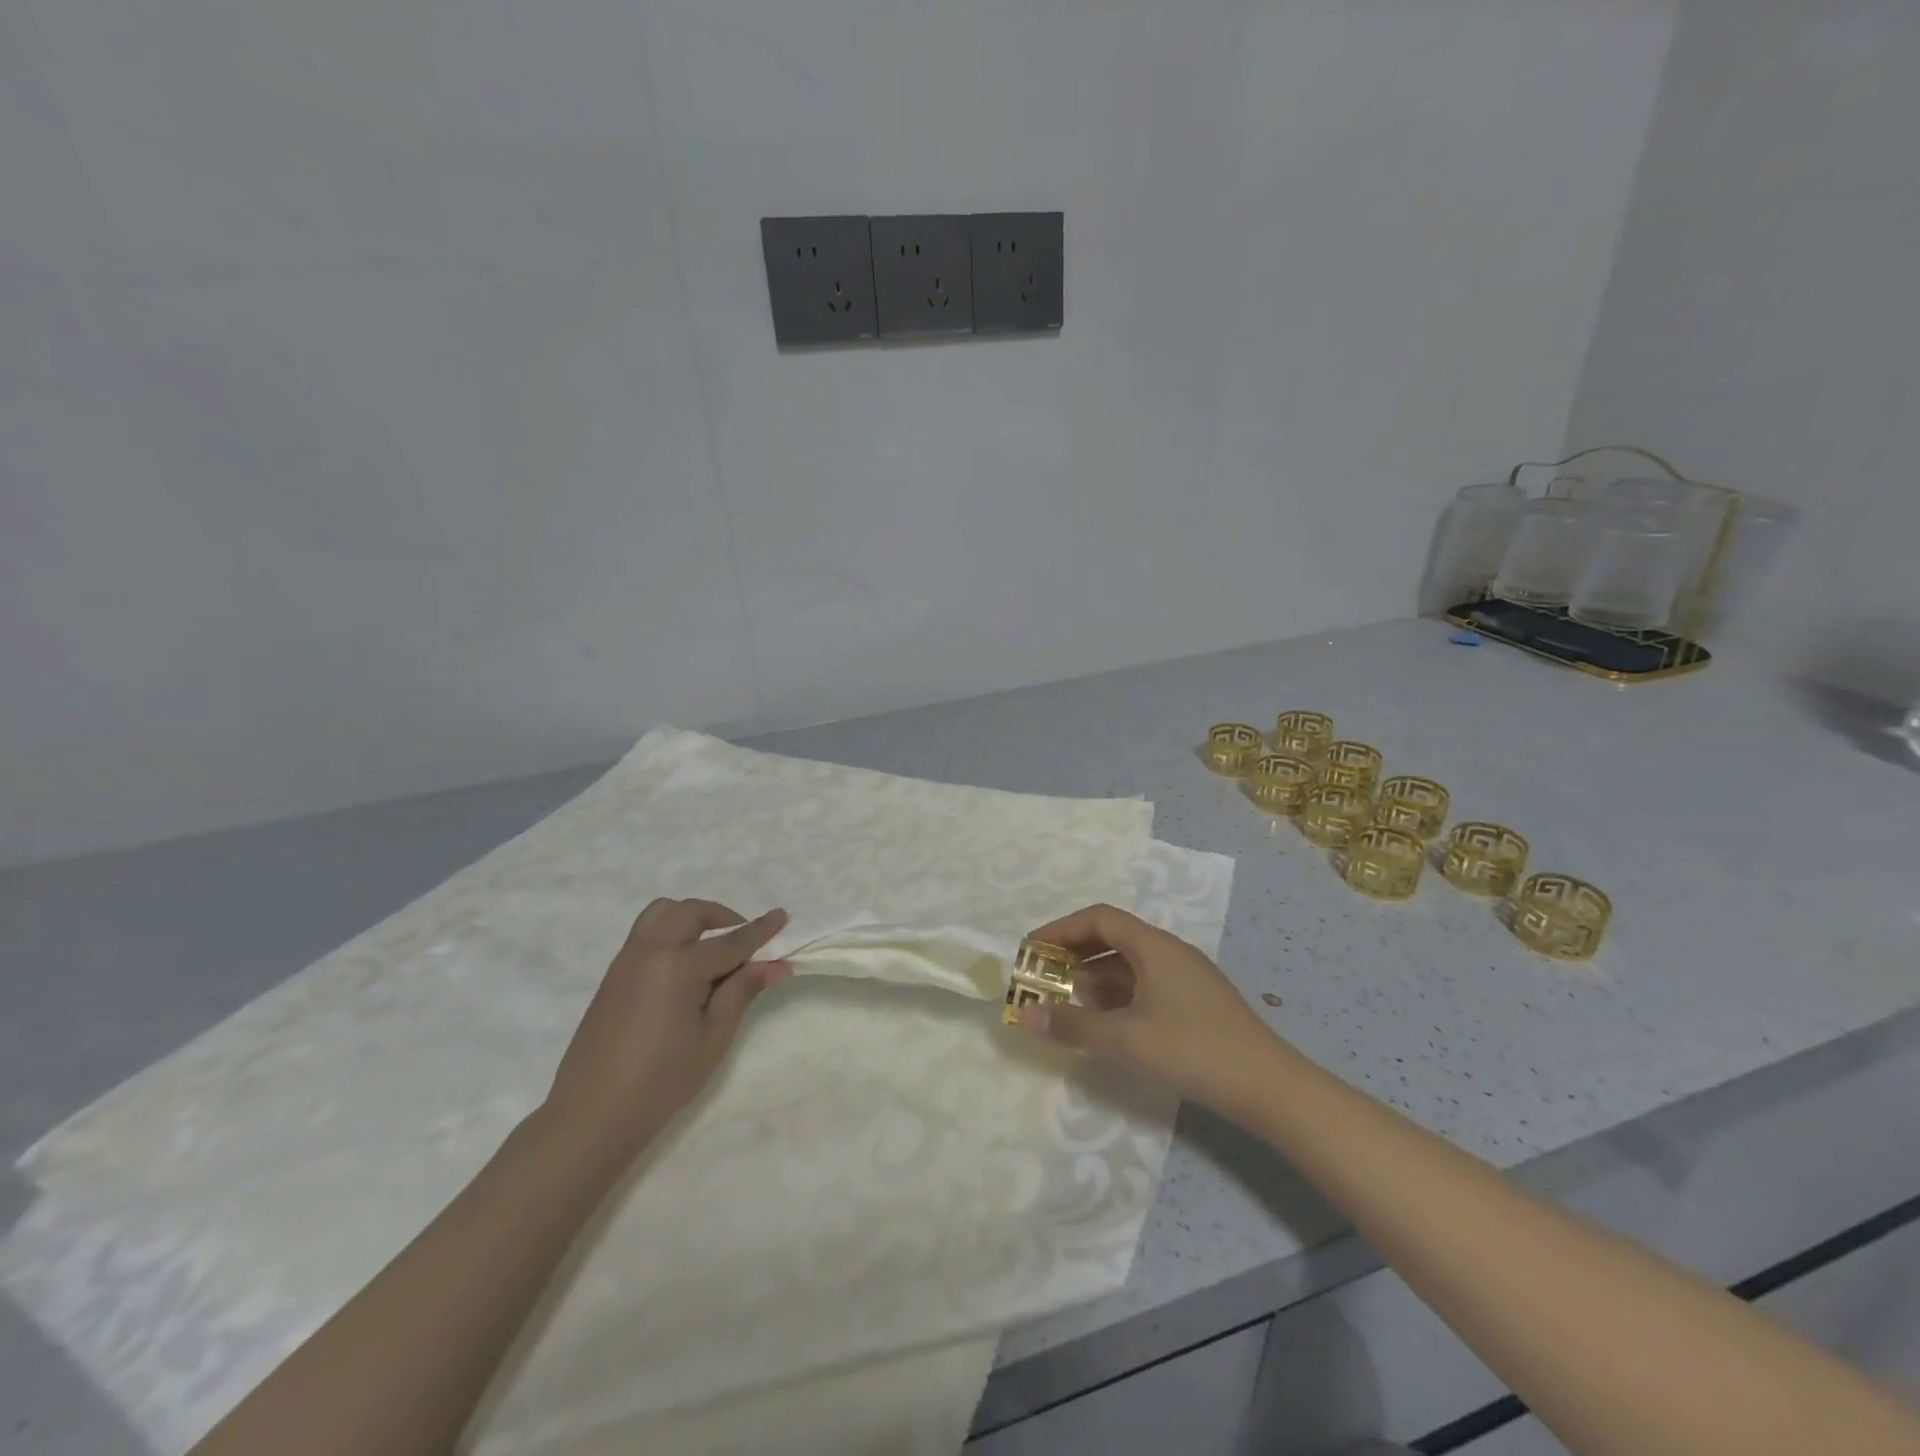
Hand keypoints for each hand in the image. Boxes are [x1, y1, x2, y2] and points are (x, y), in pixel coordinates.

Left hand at [544, 899, 790, 1164]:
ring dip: (692, 918)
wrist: (592, 1115)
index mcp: (677, 966)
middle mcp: (650, 951)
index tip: (783, 916)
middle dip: (724, 918)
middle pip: (692, 913)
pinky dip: (671, 931)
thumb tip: (776, 965)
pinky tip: (684, 967)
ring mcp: (626, 959)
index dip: (760, 930)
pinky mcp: (613, 974)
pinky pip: (646, 932)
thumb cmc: (662, 1081)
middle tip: (745, 942)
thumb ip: (742, 991)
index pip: (730, 941)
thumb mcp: (713, 1038)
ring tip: (711, 947)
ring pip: (663, 912)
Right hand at [1013, 903, 1281, 1116]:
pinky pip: (1145, 983)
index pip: (1099, 918)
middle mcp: (1169, 951)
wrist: (1270, 1087)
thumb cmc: (1195, 1050)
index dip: (1061, 929)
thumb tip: (1025, 1015)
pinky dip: (1118, 994)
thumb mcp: (1128, 1039)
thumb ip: (1074, 1026)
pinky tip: (1106, 1021)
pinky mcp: (1195, 1001)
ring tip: (1068, 1001)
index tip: (1032, 950)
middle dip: (1075, 953)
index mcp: (1154, 946)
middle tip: (1044, 975)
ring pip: (1129, 963)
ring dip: (1095, 976)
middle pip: (1113, 937)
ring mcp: (1185, 976)